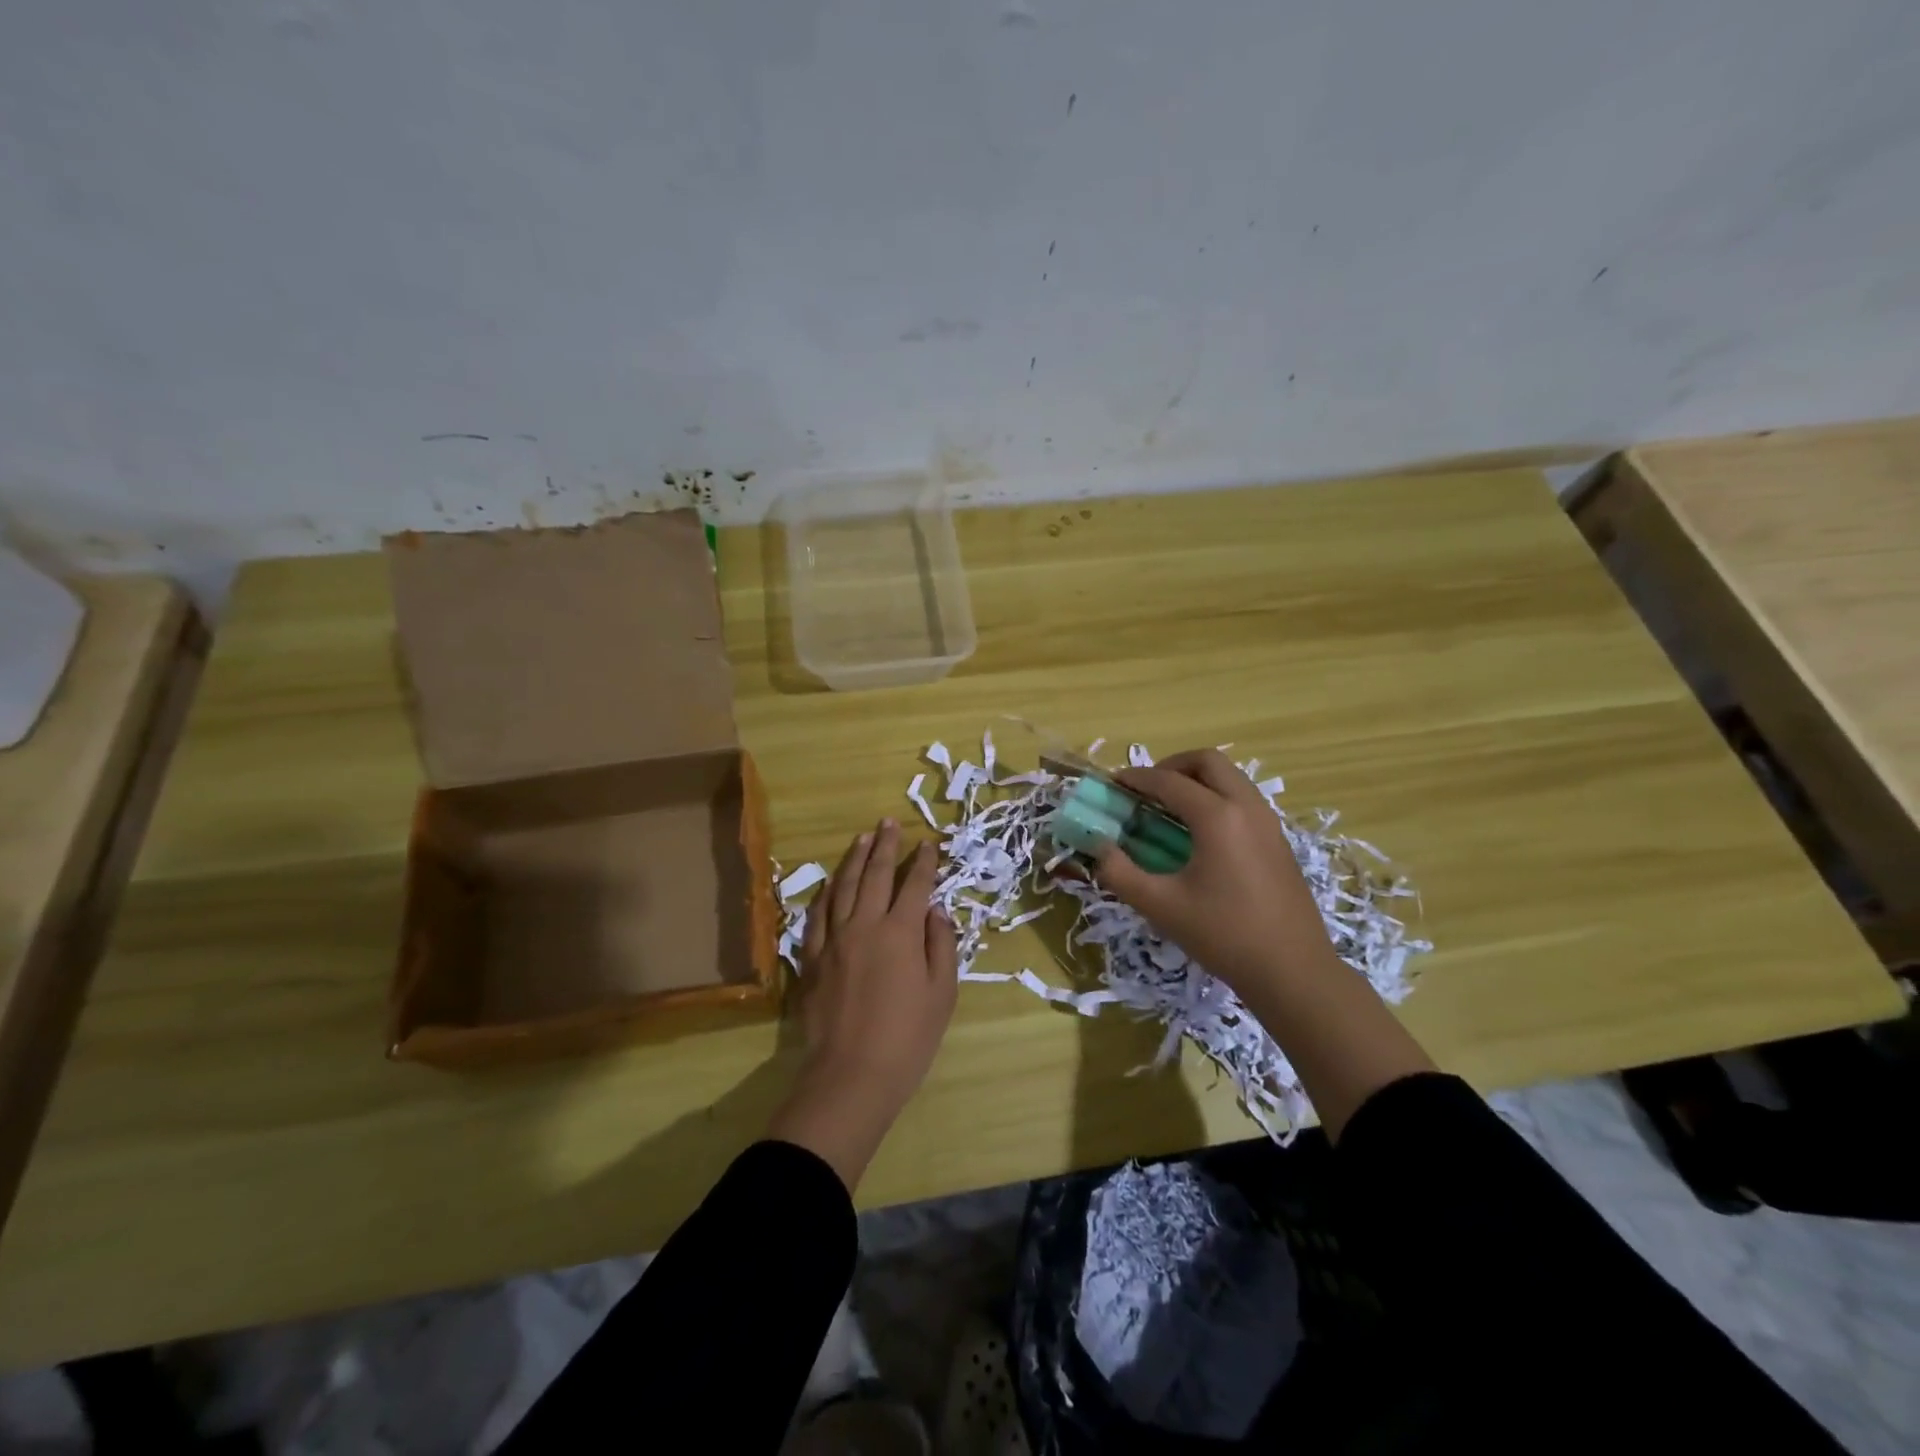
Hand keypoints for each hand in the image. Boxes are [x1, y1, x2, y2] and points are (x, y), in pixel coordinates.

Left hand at [766, 819, 958, 1189]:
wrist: (852, 1074)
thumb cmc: (908, 1038)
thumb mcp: (942, 993)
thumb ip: (941, 945)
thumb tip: (935, 910)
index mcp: (901, 933)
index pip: (915, 885)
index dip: (924, 862)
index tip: (929, 842)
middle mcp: (865, 925)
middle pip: (875, 875)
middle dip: (885, 846)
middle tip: (888, 822)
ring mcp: (834, 939)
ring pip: (842, 887)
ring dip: (854, 859)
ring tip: (861, 838)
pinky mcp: (812, 958)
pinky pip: (817, 915)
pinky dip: (825, 893)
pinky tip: (829, 883)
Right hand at [1091, 749, 1337, 999]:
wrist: (1293, 972)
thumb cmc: (1223, 935)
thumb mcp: (1161, 906)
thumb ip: (1120, 873)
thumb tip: (1099, 848)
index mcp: (1217, 817)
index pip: (1169, 781)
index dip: (1136, 778)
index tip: (1113, 783)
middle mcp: (1247, 808)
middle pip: (1208, 761)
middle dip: (1172, 766)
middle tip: (1147, 789)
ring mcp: (1269, 823)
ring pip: (1231, 778)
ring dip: (1197, 780)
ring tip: (1170, 809)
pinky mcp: (1279, 842)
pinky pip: (1244, 800)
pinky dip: (1217, 798)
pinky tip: (1200, 835)